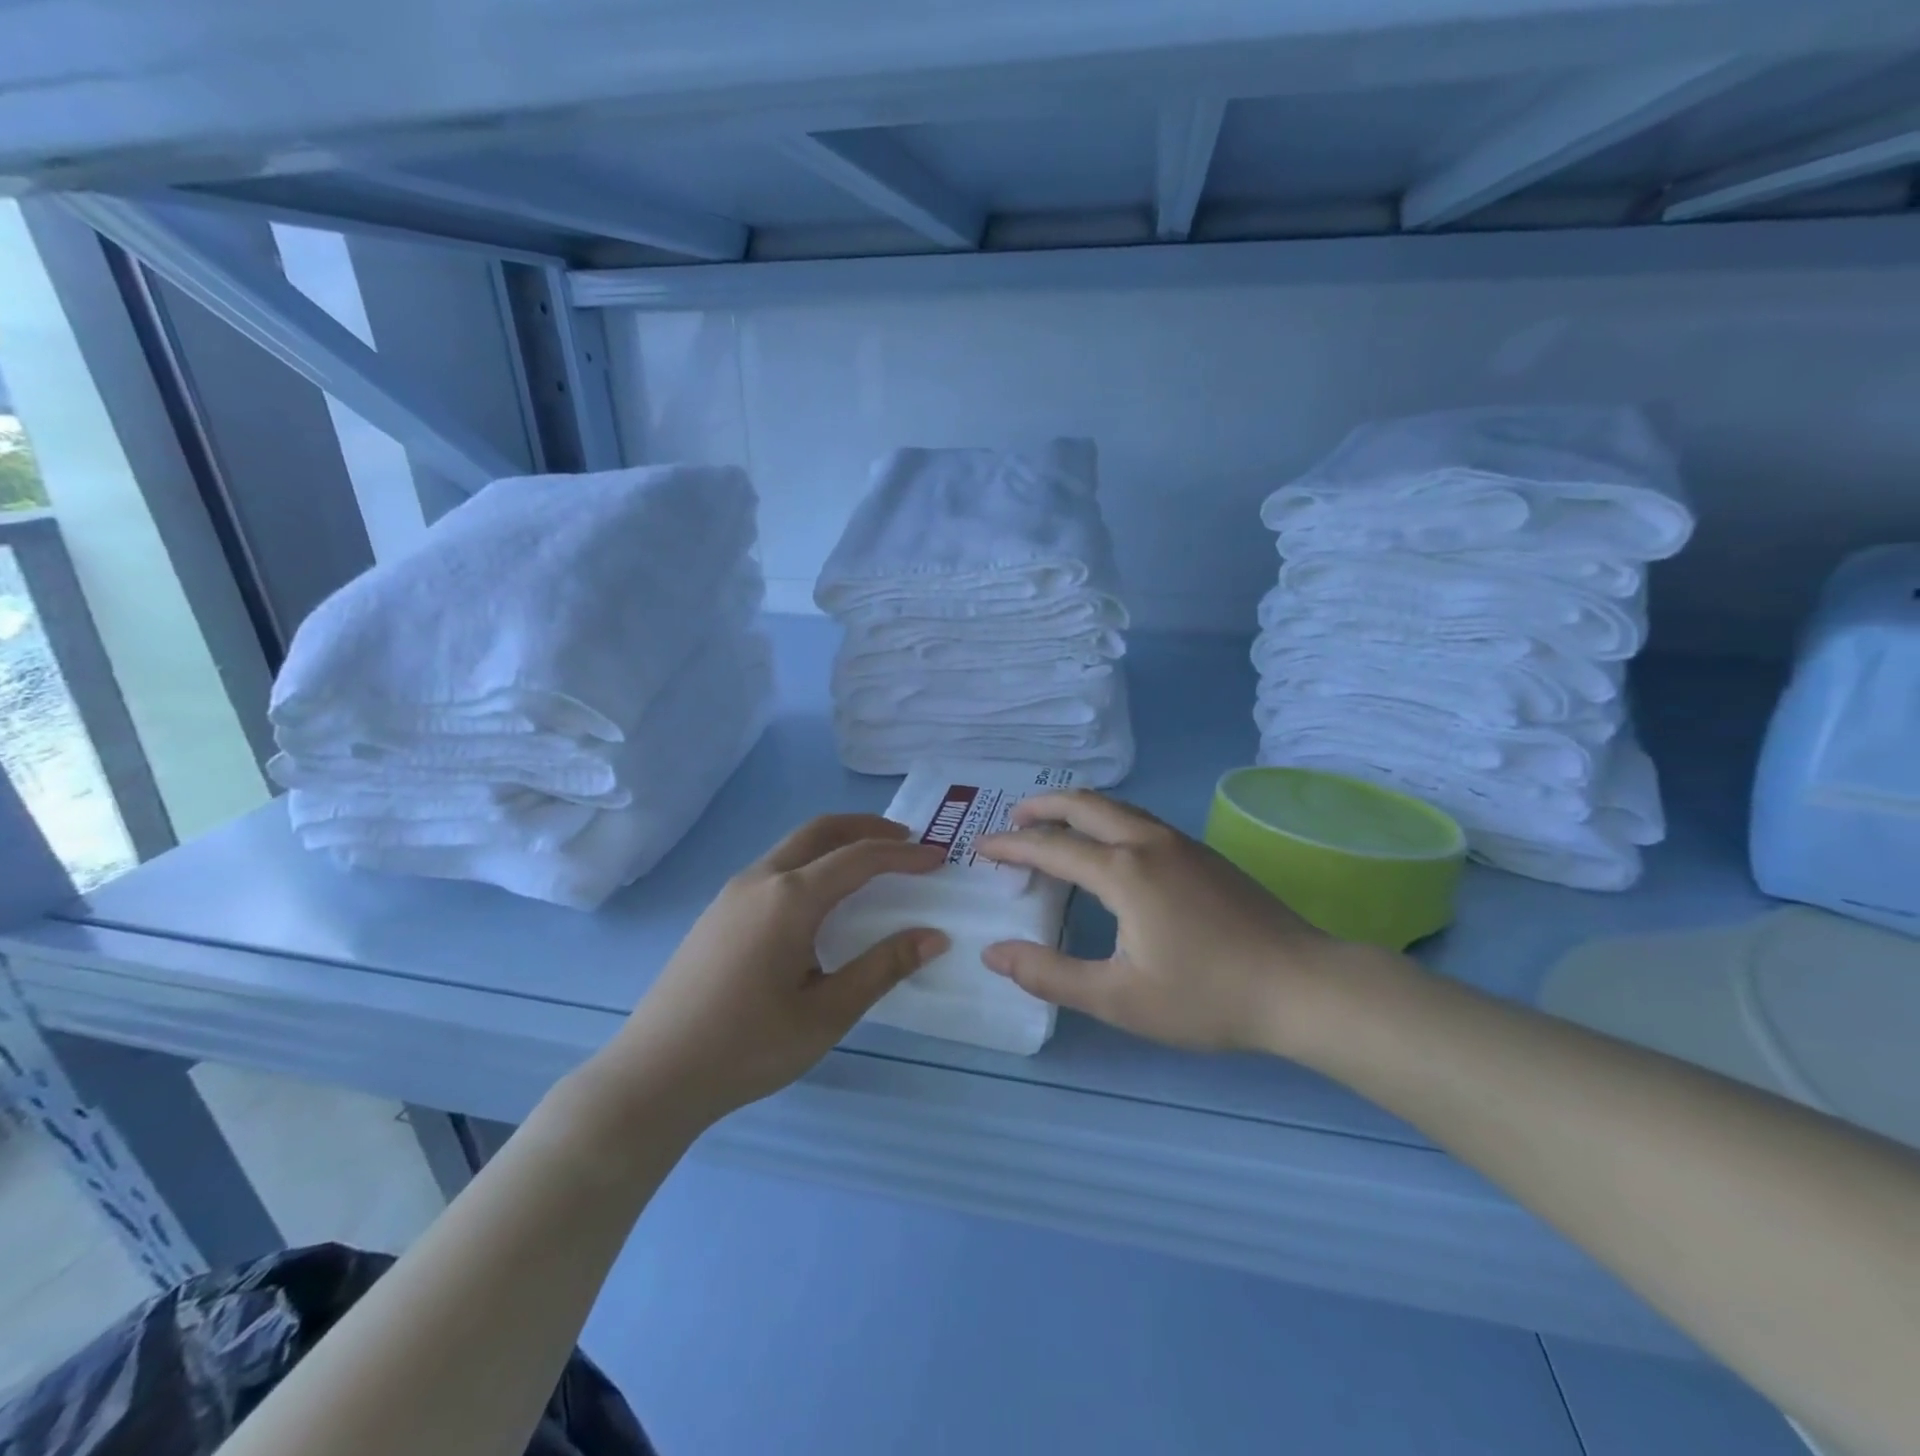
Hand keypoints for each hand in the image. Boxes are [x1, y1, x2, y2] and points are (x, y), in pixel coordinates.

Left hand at [593, 815, 946, 1127]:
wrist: (654, 1075)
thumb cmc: (748, 1047)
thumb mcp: (826, 1013)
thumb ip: (882, 968)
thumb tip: (934, 936)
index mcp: (790, 898)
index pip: (859, 859)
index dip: (903, 856)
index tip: (938, 859)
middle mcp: (761, 880)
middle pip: (821, 830)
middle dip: (867, 827)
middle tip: (906, 840)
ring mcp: (733, 893)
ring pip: (794, 845)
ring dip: (836, 842)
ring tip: (869, 863)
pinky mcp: (718, 911)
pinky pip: (775, 866)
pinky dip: (811, 861)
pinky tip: (820, 898)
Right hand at [977, 791, 1387, 1055]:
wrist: (1303, 986)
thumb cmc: (1207, 996)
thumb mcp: (1119, 999)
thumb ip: (1050, 975)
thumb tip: (993, 953)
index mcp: (1124, 871)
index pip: (1051, 846)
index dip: (1011, 846)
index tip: (981, 848)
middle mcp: (1148, 842)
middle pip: (1084, 804)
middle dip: (1042, 806)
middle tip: (1012, 819)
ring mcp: (1181, 843)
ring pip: (1116, 807)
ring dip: (1076, 809)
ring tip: (1053, 826)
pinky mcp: (1203, 853)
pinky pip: (1139, 819)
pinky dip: (1106, 820)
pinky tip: (1109, 847)